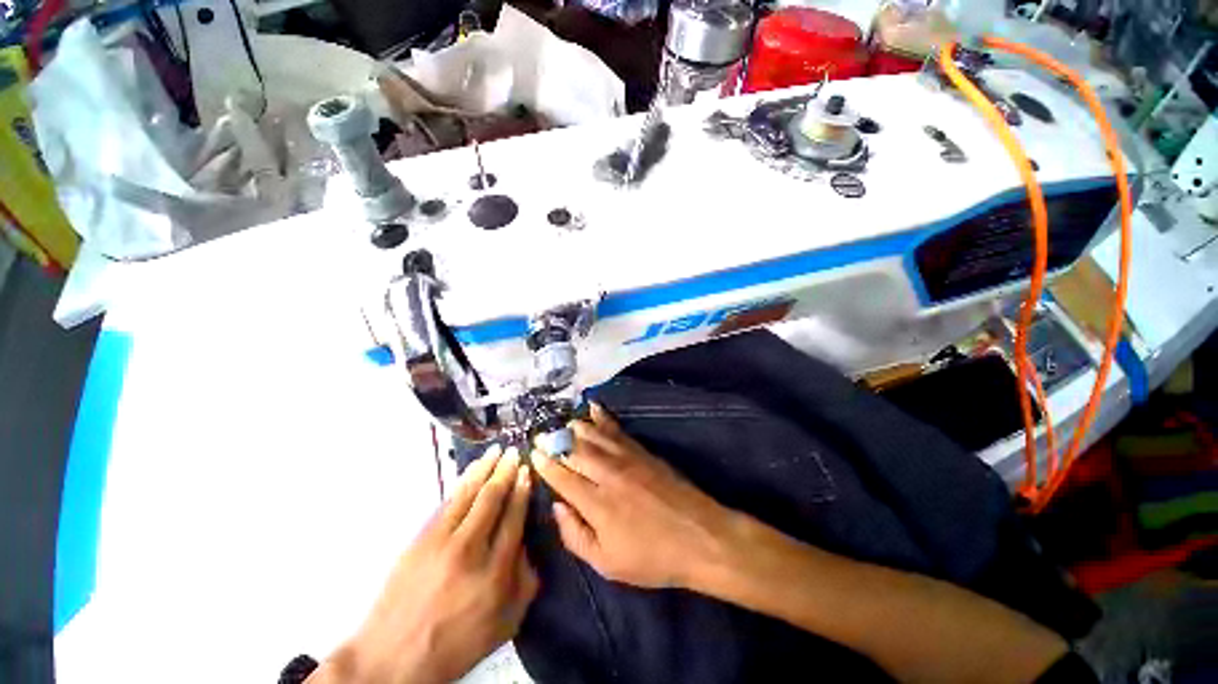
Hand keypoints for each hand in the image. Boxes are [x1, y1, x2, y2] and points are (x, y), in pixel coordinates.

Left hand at [313, 446, 537, 683]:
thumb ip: (525, 583)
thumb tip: (528, 544)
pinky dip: (461, 483)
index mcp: (495, 573)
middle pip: (492, 499)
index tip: (527, 472)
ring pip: (469, 494)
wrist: (393, 657)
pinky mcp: (421, 540)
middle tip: (515, 452)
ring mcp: (442, 542)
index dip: (522, 491)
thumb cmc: (455, 644)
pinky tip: (470, 472)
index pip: (514, 518)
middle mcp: (470, 550)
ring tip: (496, 451)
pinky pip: (447, 503)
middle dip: (506, 471)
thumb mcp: (504, 625)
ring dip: (484, 469)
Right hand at [533, 405, 739, 589]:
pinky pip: (617, 429)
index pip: (562, 477)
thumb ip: (575, 536)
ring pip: (593, 436)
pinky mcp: (642, 450)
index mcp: (596, 504)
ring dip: (574, 427)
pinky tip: (593, 407)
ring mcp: (626, 458)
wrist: (699, 536)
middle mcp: (608, 474)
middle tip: (541, 434)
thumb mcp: (607, 564)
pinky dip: (602, 417)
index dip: (545, 464)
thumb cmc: (652, 556)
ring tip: (560, 422)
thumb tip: (557, 506)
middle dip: (554, 441)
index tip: (533, 453)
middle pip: (575, 451)